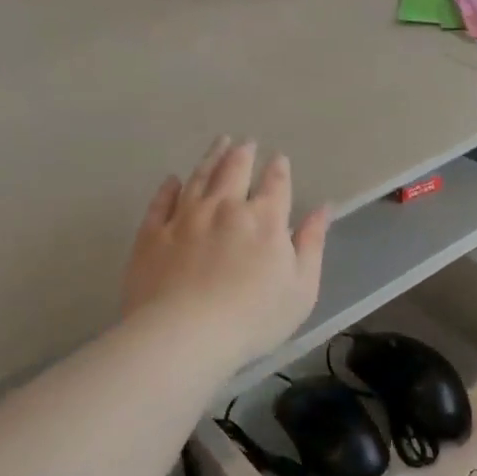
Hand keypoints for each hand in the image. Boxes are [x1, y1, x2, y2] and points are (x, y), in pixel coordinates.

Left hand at [123, 137, 330, 368]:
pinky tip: (172, 180)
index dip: (278, 169)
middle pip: (234, 170)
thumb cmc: (253, 317)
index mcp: (264, 219)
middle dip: (243, 153)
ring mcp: (185, 218)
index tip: (278, 159)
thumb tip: (323, 208)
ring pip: (199, 177)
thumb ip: (312, 244)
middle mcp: (225, 207)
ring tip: (218, 143)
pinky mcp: (152, 234)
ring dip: (210, 157)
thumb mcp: (301, 287)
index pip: (275, 184)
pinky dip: (168, 188)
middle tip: (245, 141)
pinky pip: (161, 202)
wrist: (185, 334)